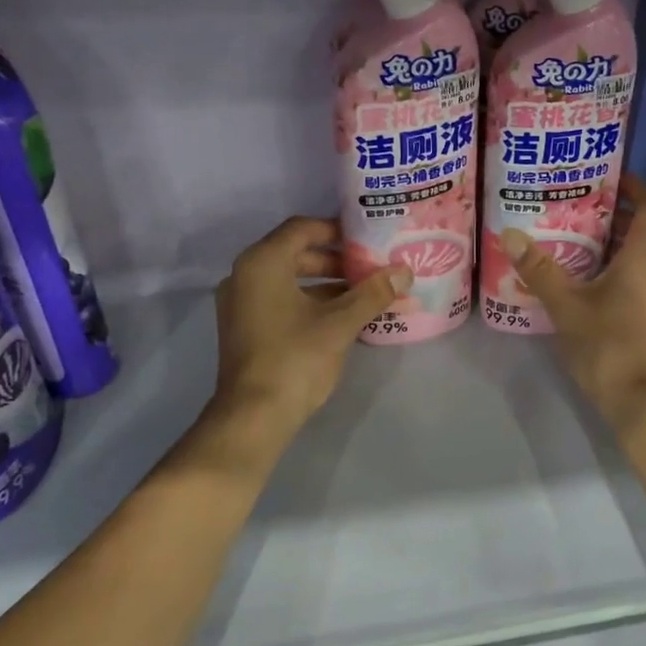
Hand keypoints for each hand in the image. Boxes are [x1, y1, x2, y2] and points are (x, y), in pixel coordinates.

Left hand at [213, 217, 409, 435]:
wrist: (253, 417)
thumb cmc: (295, 359)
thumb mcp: (340, 323)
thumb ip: (373, 293)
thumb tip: (404, 271)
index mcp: (262, 263)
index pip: (302, 228)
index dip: (337, 230)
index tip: (368, 240)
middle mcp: (245, 275)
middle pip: (296, 253)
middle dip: (336, 260)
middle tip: (371, 268)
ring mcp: (241, 303)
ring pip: (289, 279)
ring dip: (326, 283)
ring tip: (365, 293)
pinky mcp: (245, 328)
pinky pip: (280, 300)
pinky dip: (310, 302)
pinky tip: (342, 317)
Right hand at [500, 174, 645, 432]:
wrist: (645, 404)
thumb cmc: (610, 345)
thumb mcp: (567, 306)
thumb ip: (540, 269)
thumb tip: (511, 234)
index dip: (635, 186)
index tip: (606, 177)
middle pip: (644, 229)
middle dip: (613, 215)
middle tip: (574, 206)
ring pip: (642, 257)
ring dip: (613, 245)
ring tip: (573, 239)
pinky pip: (639, 279)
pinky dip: (617, 270)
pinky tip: (584, 281)